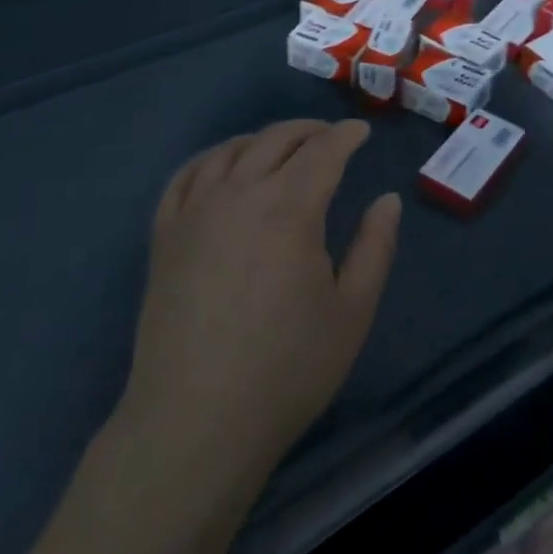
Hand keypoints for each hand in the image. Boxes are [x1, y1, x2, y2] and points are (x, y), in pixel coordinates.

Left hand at [118, 119, 401, 483]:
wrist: (195, 422)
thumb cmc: (286, 369)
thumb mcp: (352, 311)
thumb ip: (375, 247)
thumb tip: (387, 200)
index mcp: (289, 208)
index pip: (323, 151)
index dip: (346, 136)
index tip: (361, 133)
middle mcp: (239, 194)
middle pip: (275, 140)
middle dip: (309, 131)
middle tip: (330, 137)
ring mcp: (195, 211)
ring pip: (231, 150)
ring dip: (262, 139)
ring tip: (282, 148)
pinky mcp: (165, 235)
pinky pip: (186, 175)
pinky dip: (212, 158)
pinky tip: (223, 167)